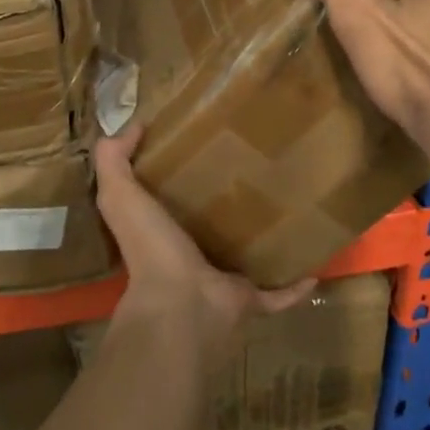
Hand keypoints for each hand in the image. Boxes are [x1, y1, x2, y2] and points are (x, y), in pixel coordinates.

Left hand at [94, 125, 314, 362]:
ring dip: (262, 243)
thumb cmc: (150, 245)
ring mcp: (220, 282)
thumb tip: (133, 126)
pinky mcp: (249, 300)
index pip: (168, 202)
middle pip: (209, 230)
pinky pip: (277, 294)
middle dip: (227, 208)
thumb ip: (114, 159)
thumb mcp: (119, 194)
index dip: (181, 175)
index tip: (207, 145)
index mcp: (160, 232)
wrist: (181, 304)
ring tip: (288, 211)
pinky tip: (315, 265)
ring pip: (245, 260)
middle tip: (257, 172)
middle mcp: (188, 258)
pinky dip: (294, 285)